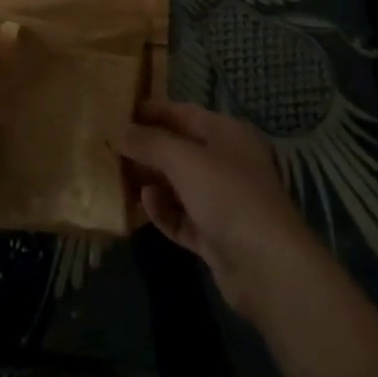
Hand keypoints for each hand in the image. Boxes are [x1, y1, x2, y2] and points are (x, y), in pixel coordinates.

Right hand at [117, 99, 322, 320]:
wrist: (266, 266)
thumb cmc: (227, 194)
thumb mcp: (184, 159)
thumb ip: (150, 142)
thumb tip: (120, 130)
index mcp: (227, 134)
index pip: (184, 113)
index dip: (153, 111)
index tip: (119, 111)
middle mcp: (227, 163)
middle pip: (181, 149)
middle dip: (148, 149)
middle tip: (111, 147)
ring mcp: (223, 201)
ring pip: (179, 185)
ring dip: (152, 181)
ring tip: (120, 177)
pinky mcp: (216, 236)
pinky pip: (182, 217)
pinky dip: (164, 211)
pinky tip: (145, 205)